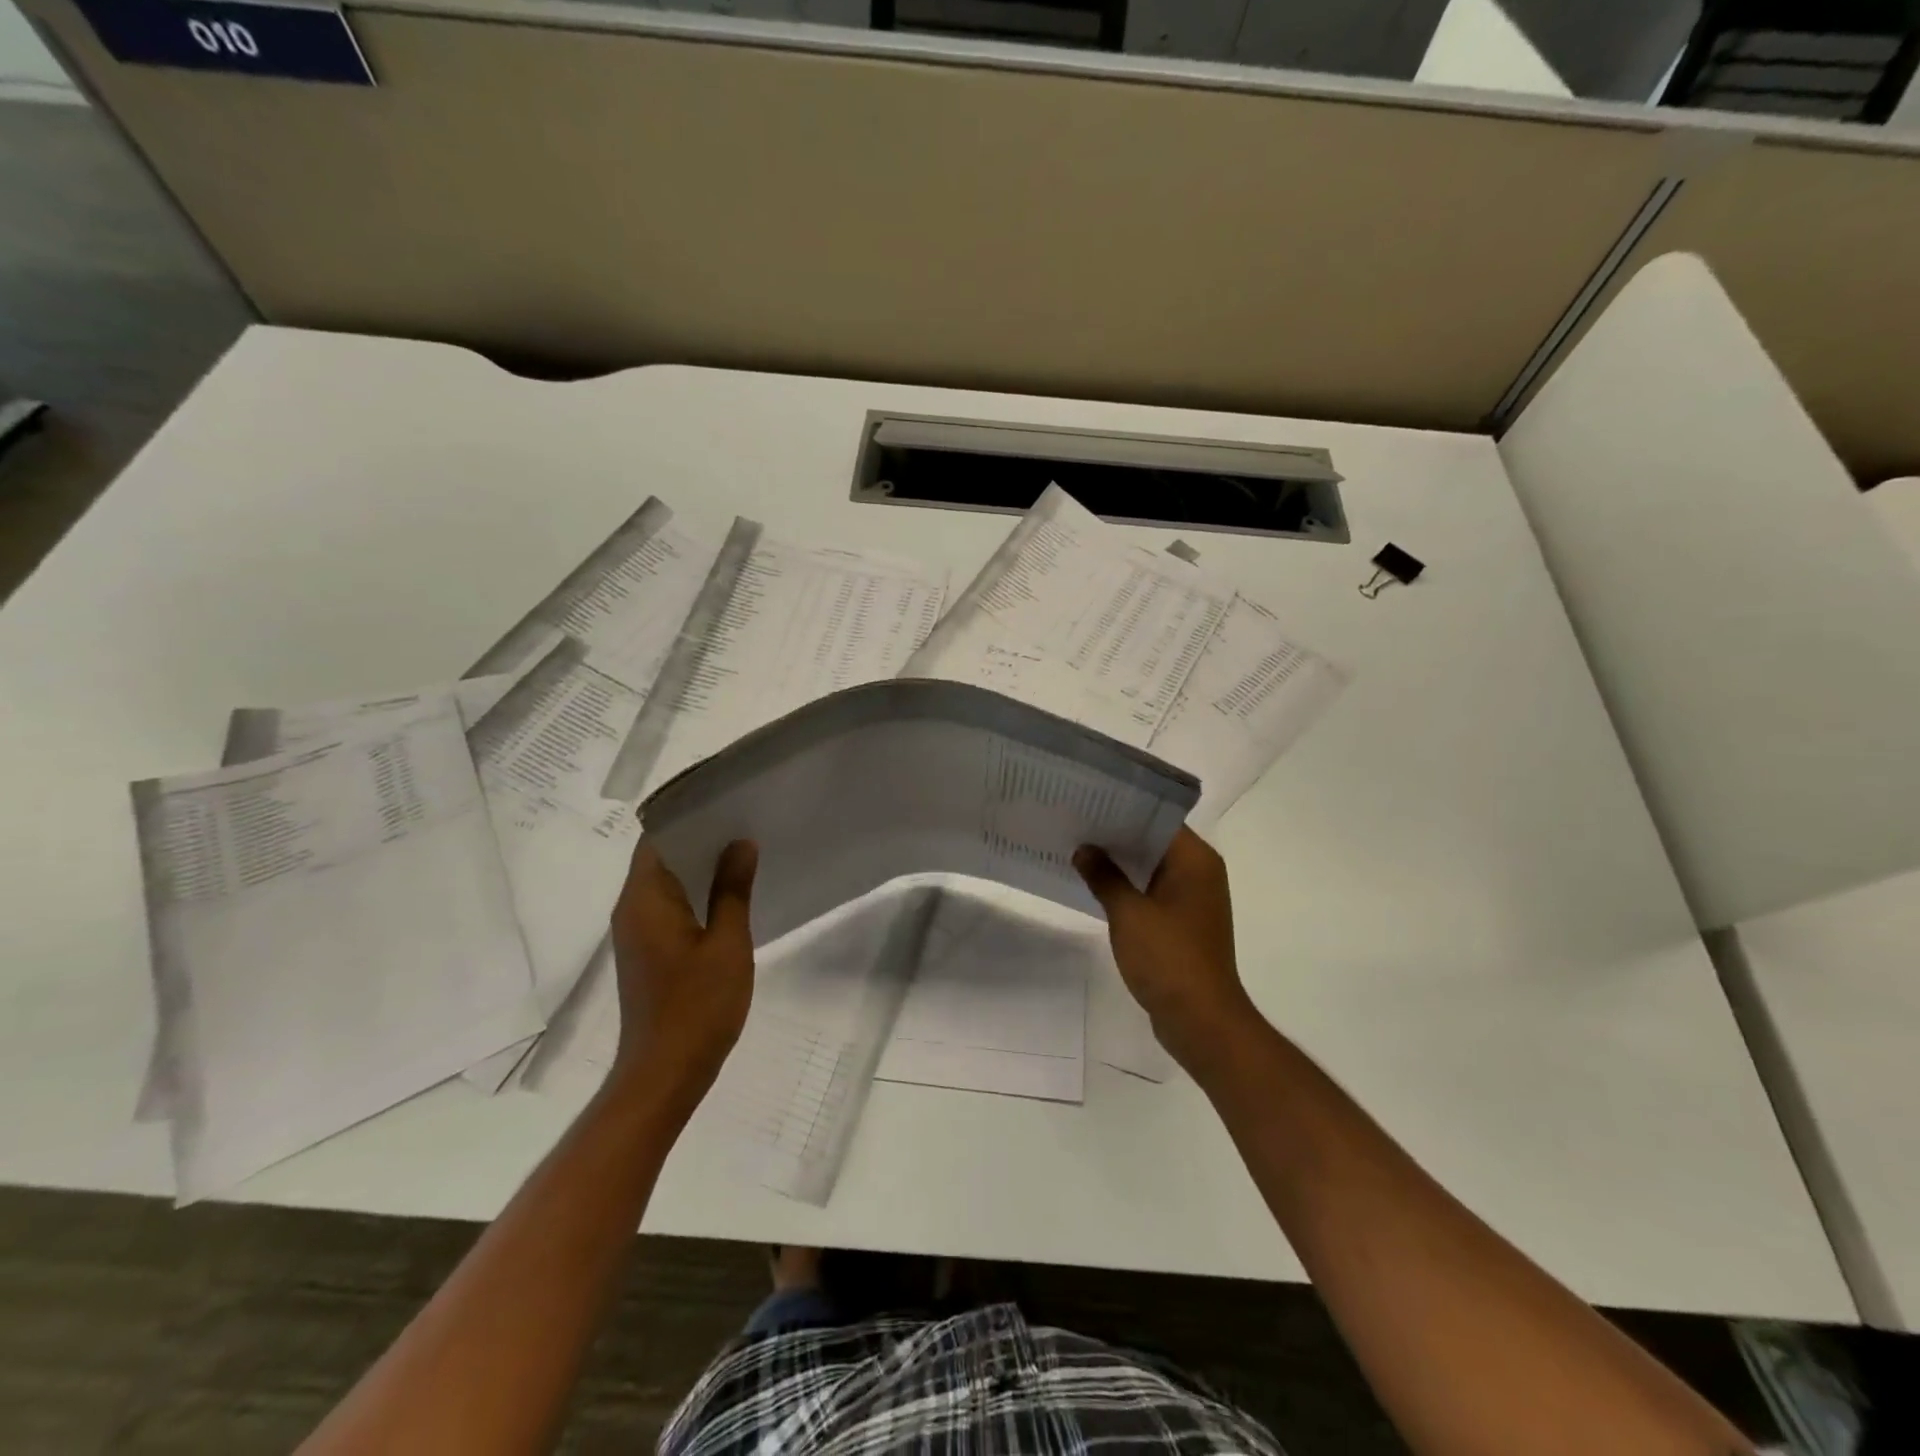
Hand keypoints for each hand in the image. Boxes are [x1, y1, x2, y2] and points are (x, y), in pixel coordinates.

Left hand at [609, 838, 758, 1104]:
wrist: (664, 1074)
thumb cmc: (698, 1007)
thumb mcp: (727, 944)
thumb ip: (732, 890)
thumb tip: (740, 843)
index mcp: (645, 900)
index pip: (657, 838)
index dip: (688, 816)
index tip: (726, 801)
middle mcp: (632, 909)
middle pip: (660, 857)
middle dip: (700, 837)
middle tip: (745, 821)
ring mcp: (637, 932)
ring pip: (666, 882)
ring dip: (699, 865)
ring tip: (744, 850)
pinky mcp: (647, 951)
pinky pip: (668, 905)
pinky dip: (695, 892)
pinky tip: (730, 894)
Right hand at [1074, 828, 1259, 1072]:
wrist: (1200, 1020)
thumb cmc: (1168, 958)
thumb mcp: (1129, 914)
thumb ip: (1104, 876)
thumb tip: (1084, 849)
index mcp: (1196, 861)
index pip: (1158, 818)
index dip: (1124, 808)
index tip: (1090, 801)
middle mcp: (1200, 873)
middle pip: (1155, 841)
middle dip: (1117, 835)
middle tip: (1076, 821)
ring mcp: (1193, 900)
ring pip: (1152, 867)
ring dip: (1121, 862)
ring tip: (1078, 849)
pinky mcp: (1183, 923)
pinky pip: (1152, 892)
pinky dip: (1128, 887)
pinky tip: (1095, 885)